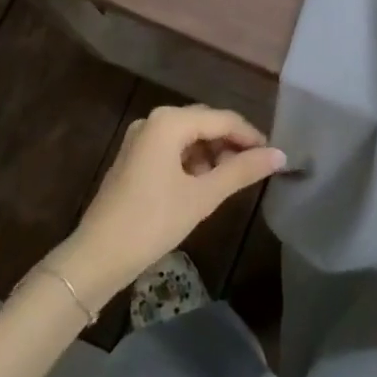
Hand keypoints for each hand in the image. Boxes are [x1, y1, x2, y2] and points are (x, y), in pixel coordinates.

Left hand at [47, 105, 284, 311]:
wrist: (96, 257)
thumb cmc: (152, 222)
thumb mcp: (202, 196)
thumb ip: (241, 171)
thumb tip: (280, 155)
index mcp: (169, 121)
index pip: (222, 119)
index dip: (250, 136)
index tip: (273, 156)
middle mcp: (154, 120)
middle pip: (205, 123)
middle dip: (231, 143)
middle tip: (255, 168)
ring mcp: (141, 138)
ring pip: (189, 136)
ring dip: (212, 153)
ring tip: (231, 179)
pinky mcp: (134, 157)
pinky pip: (172, 148)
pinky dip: (192, 161)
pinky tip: (203, 184)